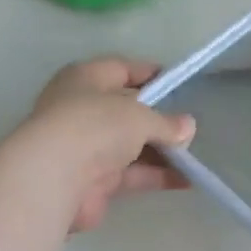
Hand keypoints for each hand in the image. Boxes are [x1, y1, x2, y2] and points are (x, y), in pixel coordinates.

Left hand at [28, 57, 195, 231]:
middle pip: (127, 111)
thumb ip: (166, 123)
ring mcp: (88, 147)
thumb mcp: (139, 116)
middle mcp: (83, 110)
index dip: (149, 74)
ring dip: (161, 152)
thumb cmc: (95, 126)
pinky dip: (156, 176)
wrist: (57, 177)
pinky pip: (132, 175)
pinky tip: (186, 181)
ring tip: (193, 157)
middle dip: (159, 120)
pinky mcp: (94, 180)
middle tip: (189, 127)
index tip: (177, 83)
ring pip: (131, 146)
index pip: (121, 69)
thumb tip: (188, 127)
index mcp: (85, 79)